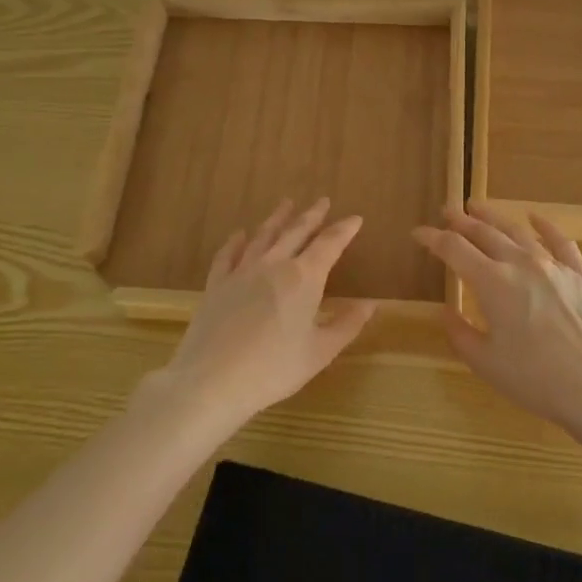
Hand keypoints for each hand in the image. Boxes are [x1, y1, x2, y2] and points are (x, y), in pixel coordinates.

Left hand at [156, 198, 374, 427]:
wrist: (211, 381)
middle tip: (322, 201)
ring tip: (287, 204)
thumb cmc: (274, 369)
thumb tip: (371, 304)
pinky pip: (228, 254)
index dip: (344, 230)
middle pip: (296, 231)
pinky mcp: (217, 284)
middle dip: (312, 215)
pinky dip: (236, 241)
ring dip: (278, 218)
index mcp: (304, 277)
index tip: (355, 218)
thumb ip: (347, 325)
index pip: (329, 244)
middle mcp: (274, 264)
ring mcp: (242, 271)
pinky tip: (240, 234)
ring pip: (264, 235)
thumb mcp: (320, 352)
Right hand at [413, 202, 581, 429]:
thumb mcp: (486, 362)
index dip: (432, 238)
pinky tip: (534, 217)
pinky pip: (560, 241)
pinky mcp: (580, 274)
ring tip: (478, 207)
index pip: (454, 249)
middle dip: (461, 220)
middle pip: (484, 232)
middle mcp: (520, 263)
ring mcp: (553, 265)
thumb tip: (447, 312)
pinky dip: (544, 225)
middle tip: (446, 210)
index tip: (418, 232)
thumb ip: (460, 333)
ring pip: (518, 231)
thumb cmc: (535, 378)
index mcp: (492, 282)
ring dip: (494, 216)